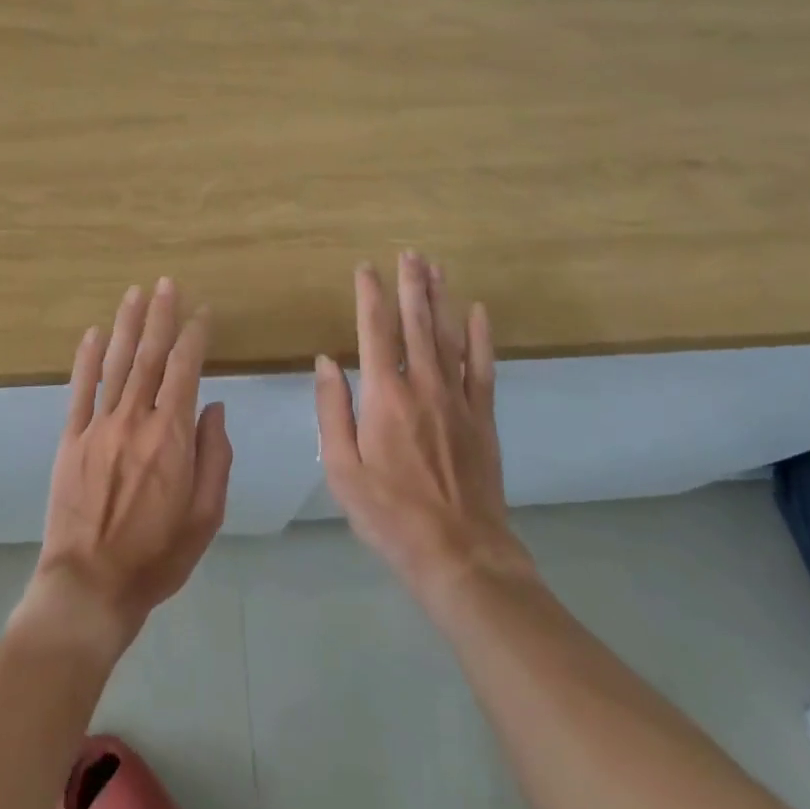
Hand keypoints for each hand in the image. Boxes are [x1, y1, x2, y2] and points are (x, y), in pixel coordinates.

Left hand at [16, 279, 233, 658]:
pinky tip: (93, 333)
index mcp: (171, 437)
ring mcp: (98, 427)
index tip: (202, 312)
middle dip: (160, 316)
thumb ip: (215, 457)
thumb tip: (214, 408)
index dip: (195, 337)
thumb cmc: (157, 556)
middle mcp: (135, 420)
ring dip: (127, 325)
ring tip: (135, 293)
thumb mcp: (205, 516)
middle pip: (150, 356)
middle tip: (166, 283)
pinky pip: (79, 390)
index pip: (186, 371)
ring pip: (116, 363)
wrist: (90, 586)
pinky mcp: (70, 439)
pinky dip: (86, 359)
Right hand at [315, 252, 530, 613]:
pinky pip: (484, 367)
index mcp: (385, 397)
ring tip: (436, 267)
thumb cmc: (390, 514)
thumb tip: (325, 361)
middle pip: (416, 324)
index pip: (375, 332)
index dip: (371, 296)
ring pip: (449, 336)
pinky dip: (481, 337)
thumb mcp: (342, 469)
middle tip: (410, 253)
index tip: (366, 268)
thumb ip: (332, 411)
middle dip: (411, 285)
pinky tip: (478, 312)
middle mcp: (423, 387)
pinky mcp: (483, 418)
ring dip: (441, 299)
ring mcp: (458, 400)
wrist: (460, 555)